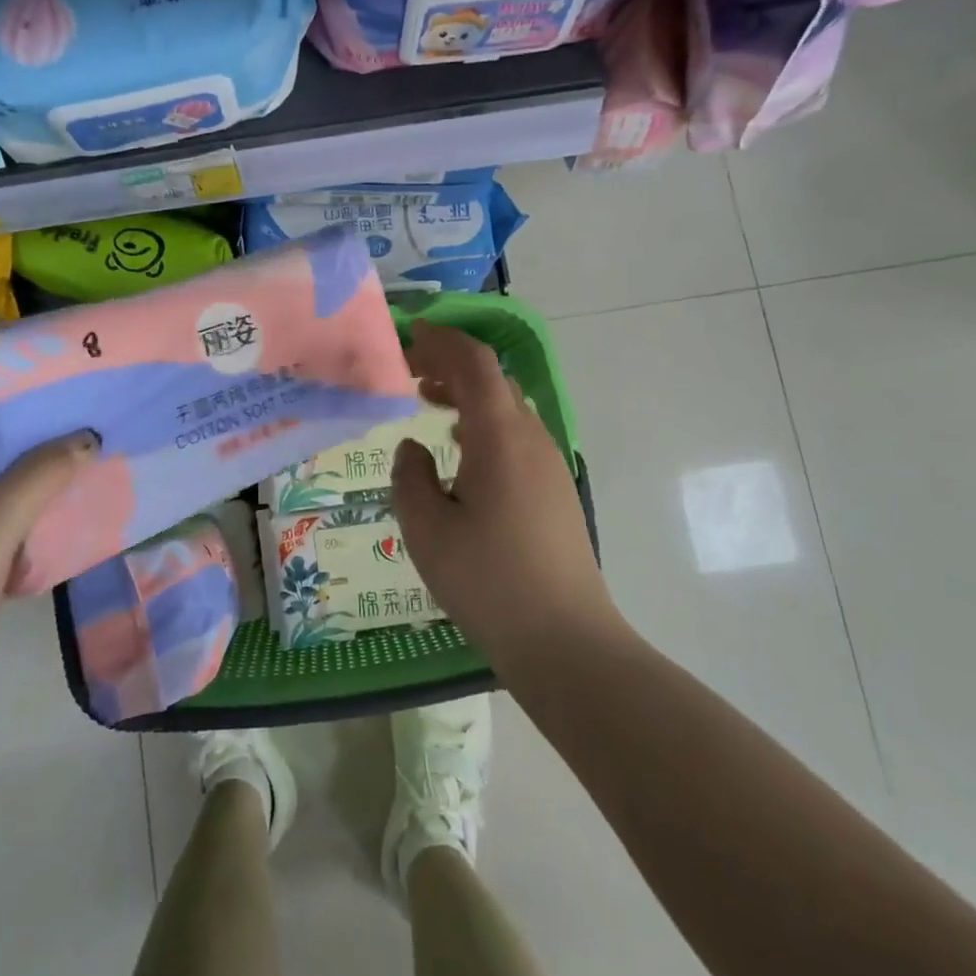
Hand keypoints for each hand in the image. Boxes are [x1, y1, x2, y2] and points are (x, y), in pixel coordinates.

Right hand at [391, 322, 617, 670]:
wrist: (565, 639)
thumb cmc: (488, 580)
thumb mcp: (427, 529)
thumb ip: (410, 477)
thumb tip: (413, 448)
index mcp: (500, 435)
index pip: (475, 363)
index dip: (443, 340)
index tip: (410, 336)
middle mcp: (530, 437)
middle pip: (493, 379)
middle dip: (451, 365)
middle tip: (411, 372)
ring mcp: (549, 463)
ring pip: (507, 406)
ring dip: (468, 394)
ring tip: (429, 402)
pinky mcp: (555, 488)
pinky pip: (516, 434)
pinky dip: (484, 422)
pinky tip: (461, 449)